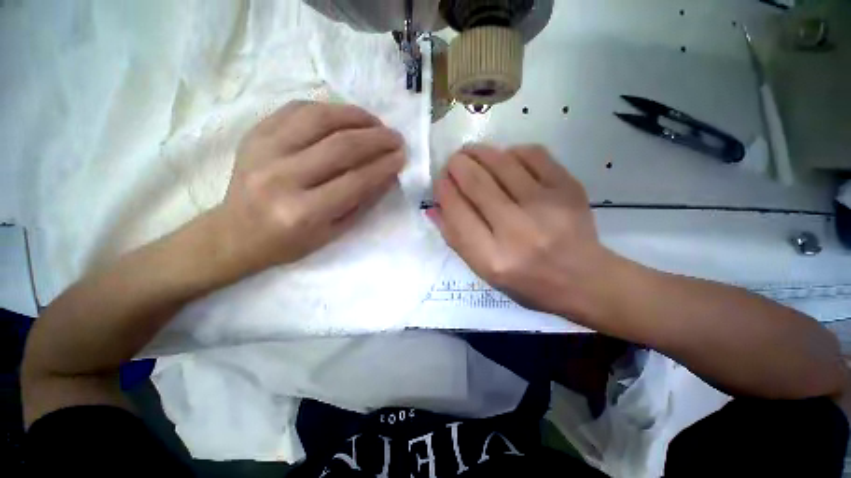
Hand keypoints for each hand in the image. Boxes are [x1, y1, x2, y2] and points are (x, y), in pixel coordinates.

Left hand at [212, 101, 404, 278]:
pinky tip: (345, 116)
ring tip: (375, 122)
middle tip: (395, 137)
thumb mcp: (333, 233)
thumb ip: (363, 202)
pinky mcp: (254, 135)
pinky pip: (296, 109)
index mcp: (305, 212)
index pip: (356, 180)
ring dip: (355, 116)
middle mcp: (283, 178)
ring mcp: (264, 151)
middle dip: (377, 138)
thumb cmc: (290, 242)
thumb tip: (388, 174)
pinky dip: (327, 108)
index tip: (402, 156)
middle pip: (341, 146)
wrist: (236, 233)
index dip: (384, 165)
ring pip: (320, 119)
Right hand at [430, 144, 615, 319]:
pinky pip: (533, 154)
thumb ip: (455, 238)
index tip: (440, 181)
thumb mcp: (483, 270)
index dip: (443, 190)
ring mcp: (545, 206)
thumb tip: (433, 207)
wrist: (583, 279)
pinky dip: (512, 151)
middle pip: (476, 182)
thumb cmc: (526, 282)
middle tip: (453, 162)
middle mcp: (517, 230)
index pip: (457, 211)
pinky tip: (506, 158)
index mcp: (492, 258)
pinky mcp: (568, 189)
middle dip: (457, 165)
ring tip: (471, 152)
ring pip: (501, 162)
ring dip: (479, 152)